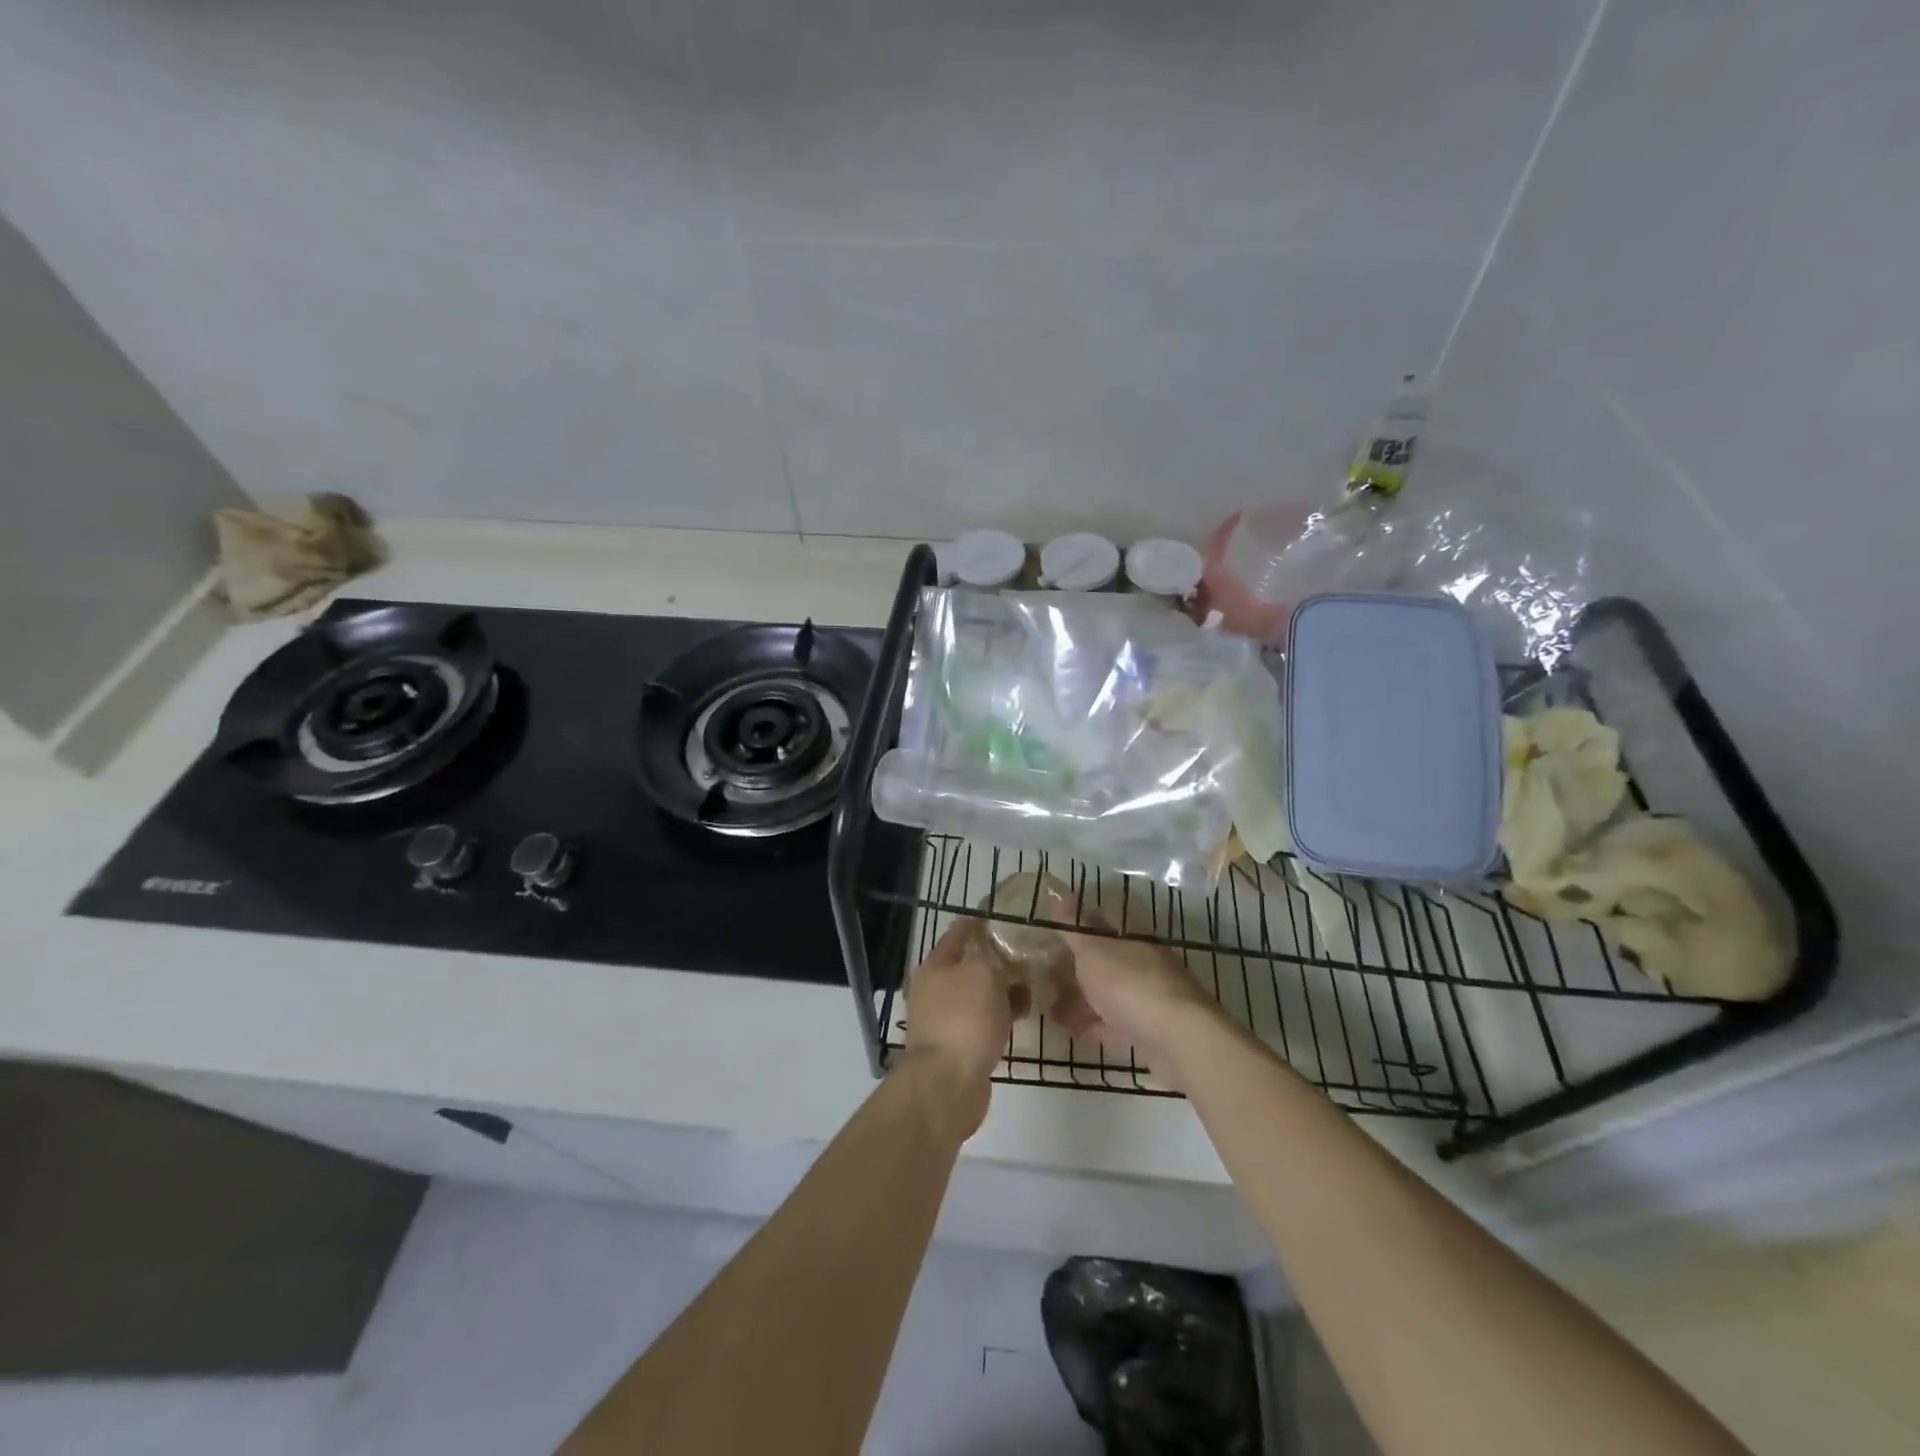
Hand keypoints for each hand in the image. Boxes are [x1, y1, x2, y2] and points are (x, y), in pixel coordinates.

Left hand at [901, 917, 1023, 1132]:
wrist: (948, 1084)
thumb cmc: (964, 1019)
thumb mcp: (982, 973)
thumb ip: (992, 954)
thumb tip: (998, 946)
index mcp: (934, 966)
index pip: (958, 933)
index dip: (980, 922)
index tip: (1005, 915)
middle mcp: (935, 989)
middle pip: (970, 964)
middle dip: (997, 957)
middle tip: (1028, 950)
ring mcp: (946, 1018)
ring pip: (980, 993)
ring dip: (1003, 987)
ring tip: (1033, 981)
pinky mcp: (960, 1044)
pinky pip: (985, 1019)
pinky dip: (1002, 1013)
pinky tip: (1023, 1012)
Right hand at [1045, 899, 1223, 1087]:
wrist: (1177, 1039)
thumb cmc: (1129, 984)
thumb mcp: (1092, 950)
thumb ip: (1073, 927)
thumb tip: (1058, 893)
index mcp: (1131, 934)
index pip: (1100, 920)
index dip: (1074, 924)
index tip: (1049, 934)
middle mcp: (1141, 960)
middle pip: (1103, 957)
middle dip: (1074, 965)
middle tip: (1043, 973)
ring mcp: (1146, 995)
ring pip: (1107, 990)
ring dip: (1080, 996)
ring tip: (1049, 1005)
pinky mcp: (1147, 1029)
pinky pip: (1112, 1021)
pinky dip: (1091, 1022)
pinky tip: (1070, 1028)